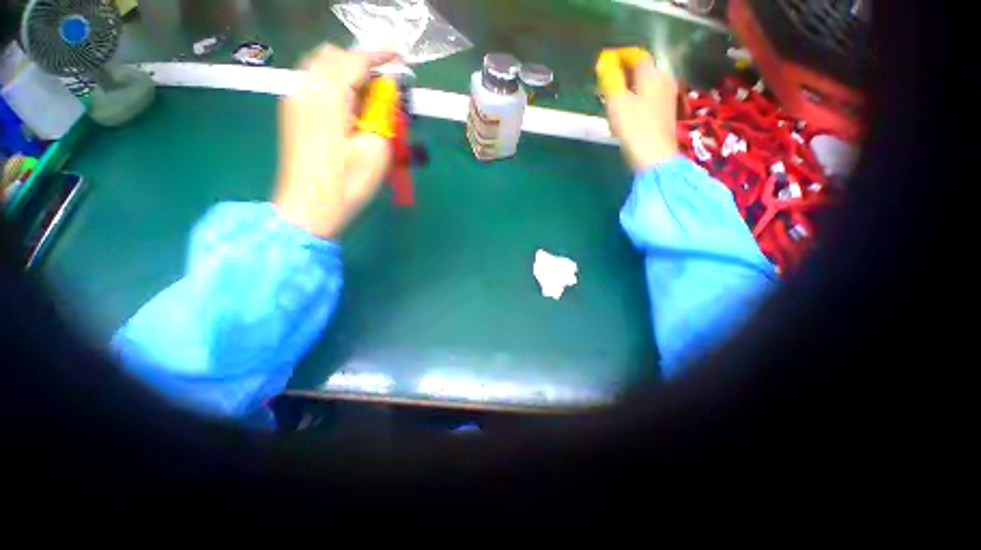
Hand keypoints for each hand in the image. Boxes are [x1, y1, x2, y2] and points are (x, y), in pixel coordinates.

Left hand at [274, 44, 397, 238]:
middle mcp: (306, 89)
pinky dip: (334, 84)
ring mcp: (294, 100)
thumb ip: (382, 114)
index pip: (353, 61)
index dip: (378, 55)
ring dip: (347, 73)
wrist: (309, 207)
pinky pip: (313, 83)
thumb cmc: (347, 184)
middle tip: (384, 84)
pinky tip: (348, 106)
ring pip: (320, 67)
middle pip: (332, 56)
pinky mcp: (292, 113)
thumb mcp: (376, 150)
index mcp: (328, 97)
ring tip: (368, 96)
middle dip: (360, 62)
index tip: (399, 54)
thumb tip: (385, 94)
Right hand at [597, 48, 679, 172]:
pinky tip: (626, 113)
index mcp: (652, 74)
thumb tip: (604, 61)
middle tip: (606, 84)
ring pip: (645, 85)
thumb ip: (610, 78)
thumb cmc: (634, 127)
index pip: (637, 55)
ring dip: (628, 88)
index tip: (605, 62)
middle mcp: (663, 80)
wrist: (654, 156)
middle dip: (623, 73)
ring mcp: (667, 96)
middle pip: (642, 70)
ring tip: (613, 100)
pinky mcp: (665, 112)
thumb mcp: (617, 102)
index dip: (620, 56)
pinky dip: (636, 99)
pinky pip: (648, 97)